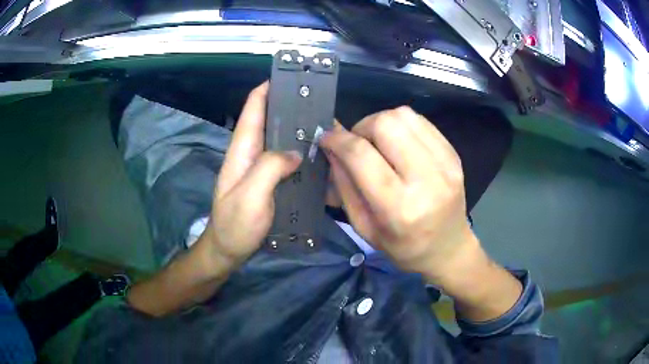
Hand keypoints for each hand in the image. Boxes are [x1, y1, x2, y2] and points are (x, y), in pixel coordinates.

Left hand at [202, 82, 301, 268]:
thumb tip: (294, 152)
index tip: (289, 77)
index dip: (267, 90)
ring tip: (323, 124)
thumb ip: (269, 168)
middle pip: (268, 121)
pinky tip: (316, 155)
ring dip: (296, 129)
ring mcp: (258, 169)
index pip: (253, 110)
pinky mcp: (267, 183)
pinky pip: (284, 160)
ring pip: (278, 140)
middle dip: (289, 106)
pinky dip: (298, 153)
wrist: (227, 251)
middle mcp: (250, 154)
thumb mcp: (250, 196)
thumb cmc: (235, 225)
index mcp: (242, 150)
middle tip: (318, 101)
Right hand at [320, 107, 477, 280]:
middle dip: (361, 127)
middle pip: (385, 124)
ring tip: (378, 143)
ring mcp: (445, 164)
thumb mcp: (364, 227)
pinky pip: (421, 121)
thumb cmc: (403, 246)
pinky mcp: (454, 155)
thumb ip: (344, 184)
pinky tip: (399, 143)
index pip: (361, 156)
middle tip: (358, 144)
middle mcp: (427, 181)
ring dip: (382, 123)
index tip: (326, 138)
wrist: (448, 248)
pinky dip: (402, 125)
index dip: (338, 140)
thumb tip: (331, 146)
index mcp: (399, 208)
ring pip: (404, 116)